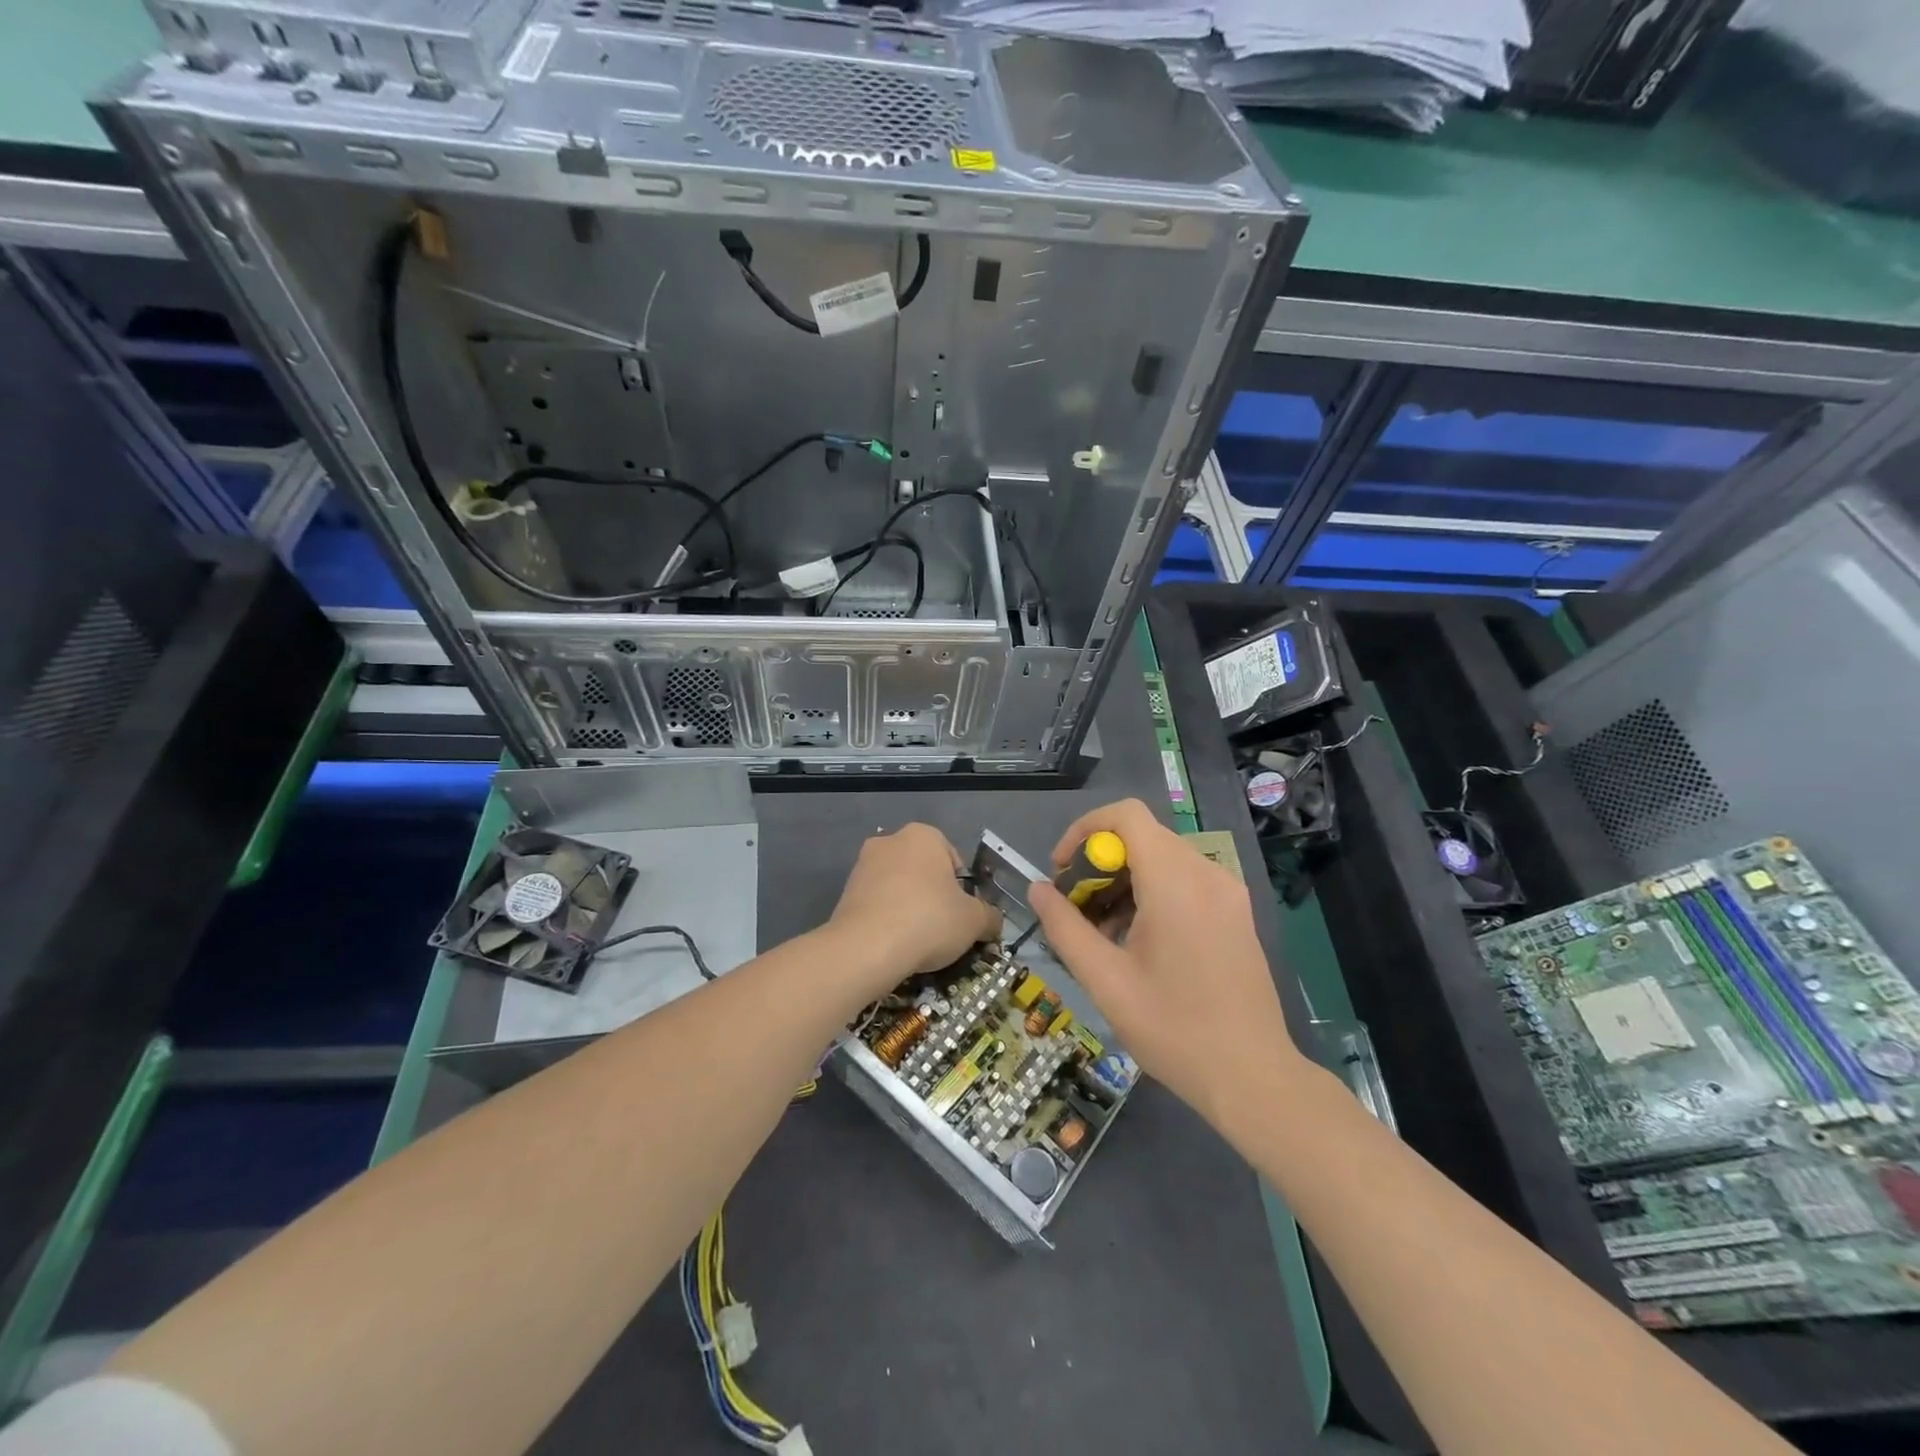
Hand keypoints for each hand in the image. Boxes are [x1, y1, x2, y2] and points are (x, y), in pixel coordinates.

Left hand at [829, 824, 1001, 992]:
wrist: (866, 948)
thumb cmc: (928, 920)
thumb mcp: (974, 921)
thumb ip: (990, 916)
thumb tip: (993, 921)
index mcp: (923, 835)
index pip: (954, 860)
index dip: (964, 891)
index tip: (963, 917)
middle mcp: (890, 841)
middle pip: (924, 872)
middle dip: (934, 897)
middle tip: (943, 930)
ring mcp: (863, 866)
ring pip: (899, 888)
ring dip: (910, 908)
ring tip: (917, 942)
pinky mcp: (845, 893)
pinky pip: (878, 904)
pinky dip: (888, 920)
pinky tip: (894, 944)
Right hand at [1028, 799, 1305, 1128]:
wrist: (1252, 1077)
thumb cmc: (1173, 1030)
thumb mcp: (1106, 981)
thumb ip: (1065, 928)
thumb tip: (1038, 889)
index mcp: (1176, 883)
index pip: (1127, 815)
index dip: (1085, 830)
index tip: (1064, 869)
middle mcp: (1207, 873)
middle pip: (1142, 837)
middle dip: (1100, 863)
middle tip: (1076, 908)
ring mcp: (1228, 891)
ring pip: (1163, 858)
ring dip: (1124, 880)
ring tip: (1103, 931)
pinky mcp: (1236, 911)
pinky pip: (1185, 879)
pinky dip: (1152, 892)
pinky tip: (1138, 940)